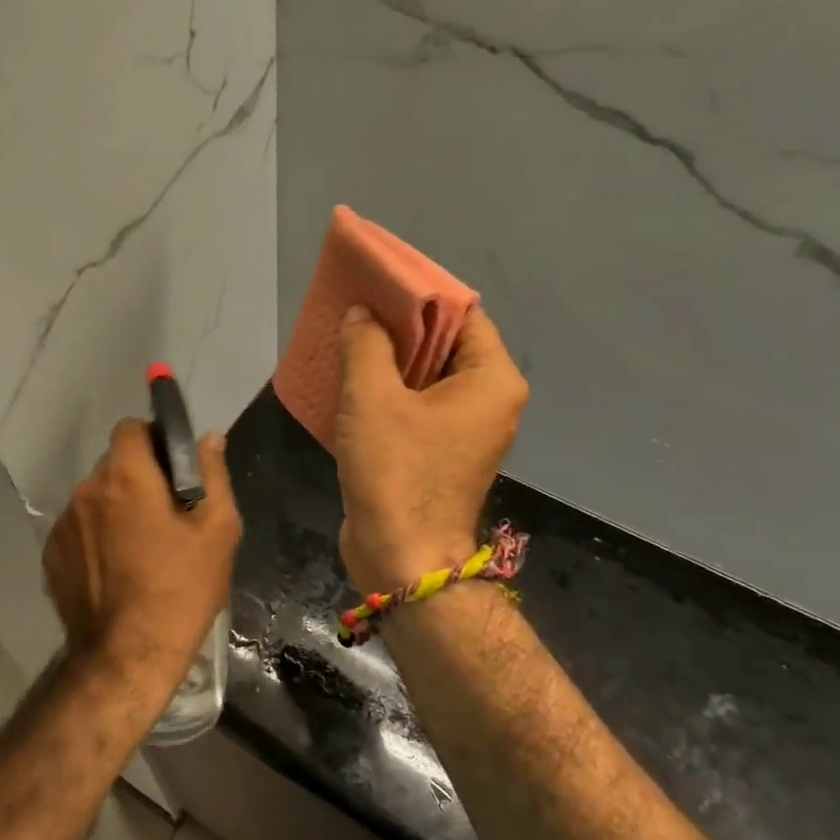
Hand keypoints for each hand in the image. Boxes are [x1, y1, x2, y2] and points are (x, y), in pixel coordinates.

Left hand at [42, 419, 241, 685]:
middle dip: (139, 477)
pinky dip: (97, 537)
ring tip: (141, 549)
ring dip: (116, 508)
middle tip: (167, 514)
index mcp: (127, 477)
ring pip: (95, 497)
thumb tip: (209, 438)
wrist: (128, 655)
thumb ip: (213, 474)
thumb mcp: (218, 530)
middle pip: (114, 464)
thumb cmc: (182, 589)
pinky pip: (79, 529)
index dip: (153, 439)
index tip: (173, 467)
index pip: (130, 427)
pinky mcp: (51, 554)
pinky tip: (117, 570)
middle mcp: (87, 491)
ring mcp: (63, 524)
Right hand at [335, 305, 528, 592]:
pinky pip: (418, 406)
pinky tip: (353, 381)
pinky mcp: (442, 452)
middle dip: (400, 325)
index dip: (420, 293)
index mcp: (492, 379)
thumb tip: (362, 314)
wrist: (402, 556)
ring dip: (390, 359)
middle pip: (446, 343)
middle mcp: (490, 400)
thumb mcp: (372, 397)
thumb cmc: (396, 471)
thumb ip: (367, 344)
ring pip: (428, 376)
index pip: (463, 312)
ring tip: (348, 338)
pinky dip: (390, 391)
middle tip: (356, 307)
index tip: (378, 282)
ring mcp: (467, 429)